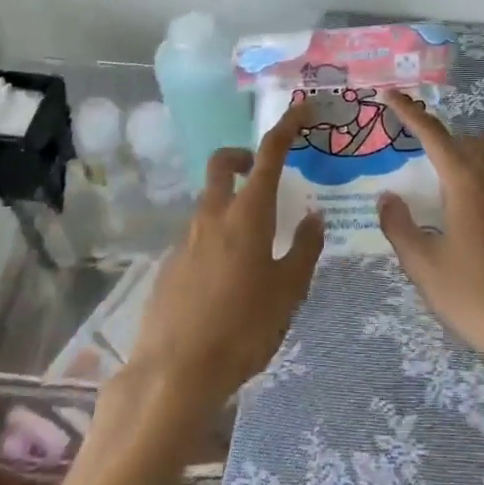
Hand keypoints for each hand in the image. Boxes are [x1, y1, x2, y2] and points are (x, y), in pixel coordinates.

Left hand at [129, 97, 325, 413]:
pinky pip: (196, 236)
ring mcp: (185, 239)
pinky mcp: (169, 265)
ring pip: (208, 201)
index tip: (303, 110)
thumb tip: (314, 216)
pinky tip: (226, 279)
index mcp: (248, 213)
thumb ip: (304, 249)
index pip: (269, 152)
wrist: (174, 374)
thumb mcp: (288, 291)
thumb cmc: (242, 328)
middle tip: (263, 174)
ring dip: (230, 202)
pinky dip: (214, 238)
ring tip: (254, 242)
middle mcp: (213, 215)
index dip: (287, 126)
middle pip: (222, 164)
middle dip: (242, 156)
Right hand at [378, 91, 483, 377]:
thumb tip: (388, 197)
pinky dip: (478, 180)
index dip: (410, 113)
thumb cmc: (476, 298)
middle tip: (413, 144)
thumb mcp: (425, 267)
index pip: (434, 135)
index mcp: (467, 184)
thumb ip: (400, 227)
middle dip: (440, 134)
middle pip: (467, 140)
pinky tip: (466, 214)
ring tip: (437, 177)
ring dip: (463, 155)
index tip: (391, 95)